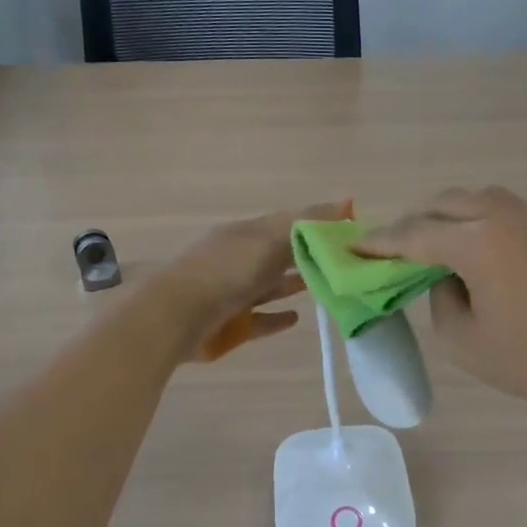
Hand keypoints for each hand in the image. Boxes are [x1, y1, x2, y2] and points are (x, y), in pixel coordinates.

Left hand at [161, 201, 349, 359]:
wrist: (176, 316)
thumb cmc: (227, 271)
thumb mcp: (270, 239)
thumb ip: (308, 224)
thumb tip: (347, 202)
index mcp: (248, 233)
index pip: (289, 222)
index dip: (318, 223)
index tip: (350, 228)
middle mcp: (241, 259)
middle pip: (281, 254)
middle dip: (309, 255)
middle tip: (345, 262)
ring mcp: (235, 292)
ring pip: (272, 285)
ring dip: (295, 283)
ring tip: (327, 286)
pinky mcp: (233, 324)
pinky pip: (261, 318)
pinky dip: (278, 317)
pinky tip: (297, 317)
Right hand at [357, 186, 526, 418]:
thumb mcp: (462, 340)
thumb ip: (439, 297)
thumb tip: (445, 276)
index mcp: (477, 241)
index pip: (415, 235)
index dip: (380, 243)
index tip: (354, 247)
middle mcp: (503, 216)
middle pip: (444, 204)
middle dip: (414, 223)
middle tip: (395, 251)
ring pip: (477, 199)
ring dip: (449, 216)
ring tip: (436, 246)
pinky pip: (503, 211)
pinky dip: (479, 221)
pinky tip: (477, 251)